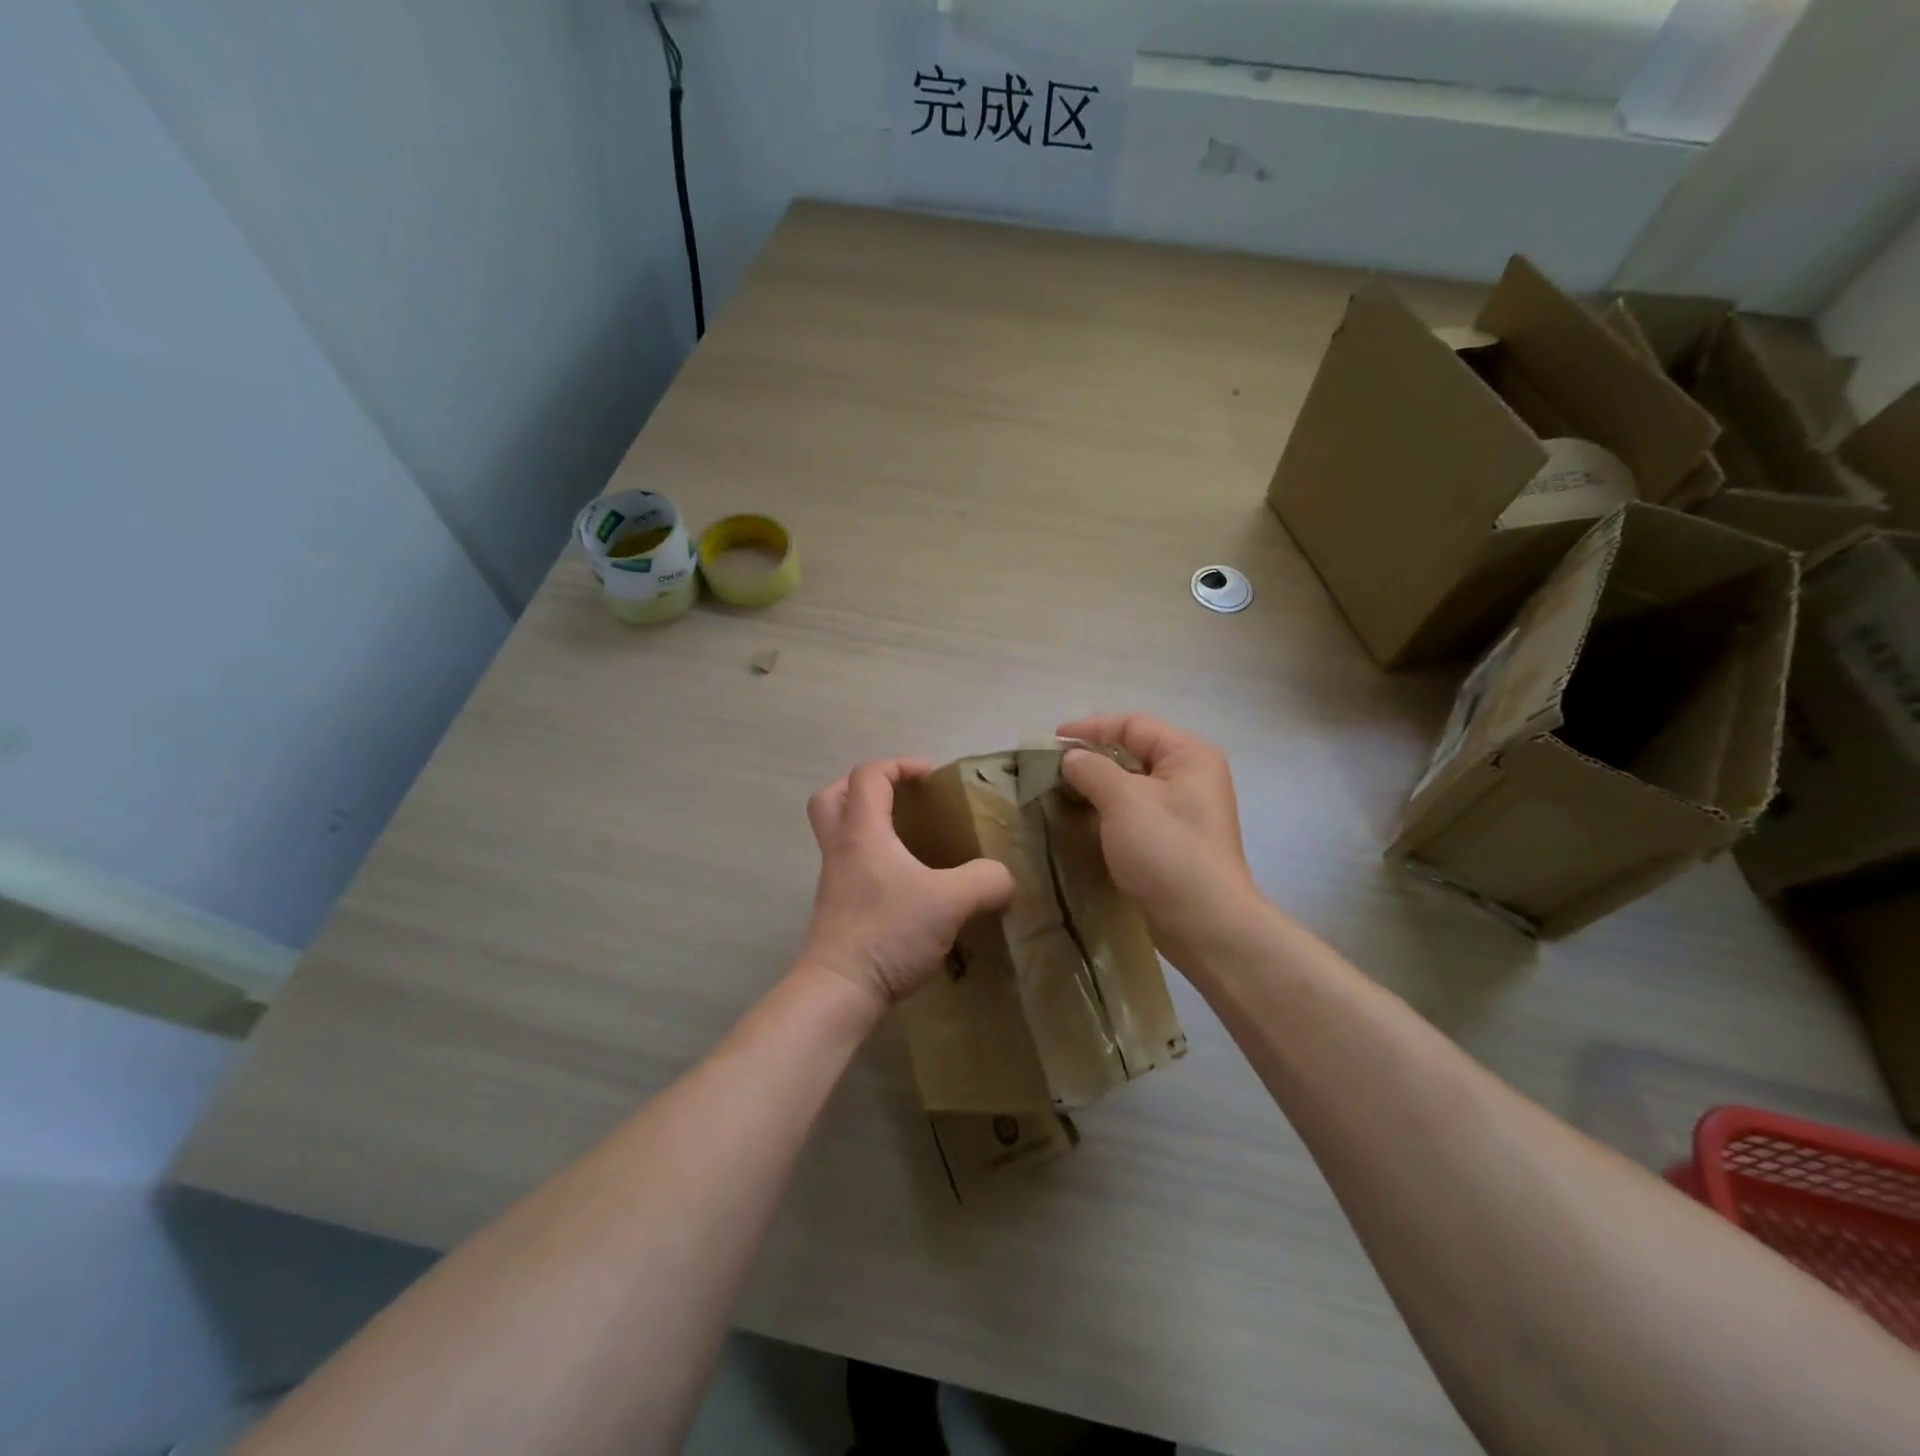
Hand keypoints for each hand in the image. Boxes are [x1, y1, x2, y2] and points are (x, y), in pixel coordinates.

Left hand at [798, 758, 1015, 1011]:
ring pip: (837, 834)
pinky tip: (907, 883)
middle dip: (863, 788)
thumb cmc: (888, 932)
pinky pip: (850, 866)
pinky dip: (873, 860)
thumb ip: (986, 881)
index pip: (869, 775)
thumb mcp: (950, 902)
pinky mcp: (838, 908)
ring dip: (866, 824)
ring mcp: (834, 880)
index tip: (932, 778)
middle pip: (833, 797)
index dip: (900, 765)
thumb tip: (1004, 878)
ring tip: (909, 839)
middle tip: (899, 798)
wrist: (841, 990)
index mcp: (863, 832)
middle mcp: (841, 848)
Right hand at [1057, 714, 1268, 968]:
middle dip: (1090, 759)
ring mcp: (1182, 812)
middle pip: (1132, 753)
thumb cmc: (1167, 849)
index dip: (1091, 728)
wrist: (1204, 922)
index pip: (1133, 725)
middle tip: (1050, 771)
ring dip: (1094, 788)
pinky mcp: (1171, 842)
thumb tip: (1070, 759)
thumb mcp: (1123, 800)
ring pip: (1130, 787)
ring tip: (1057, 795)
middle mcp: (1190, 777)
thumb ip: (1091, 769)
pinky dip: (1105, 813)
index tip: (1052, 742)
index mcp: (1188, 755)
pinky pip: (1132, 815)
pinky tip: (1079, 823)